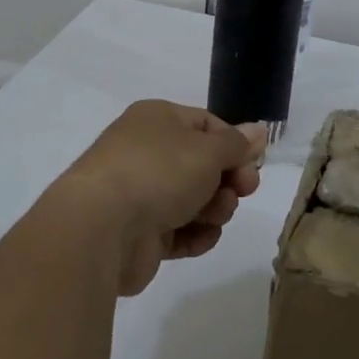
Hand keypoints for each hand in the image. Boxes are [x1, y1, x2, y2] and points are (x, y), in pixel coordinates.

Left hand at [51, 100, 266, 295]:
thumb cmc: (159, 172)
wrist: (100, 229)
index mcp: (157, 120)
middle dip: (227, 180)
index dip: (234, 145)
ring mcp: (140, 194)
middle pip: (202, 164)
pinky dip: (194, 235)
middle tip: (243, 192)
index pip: (206, 125)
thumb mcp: (208, 151)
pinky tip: (202, 238)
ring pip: (192, 199)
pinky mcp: (138, 234)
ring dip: (214, 208)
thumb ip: (237, 144)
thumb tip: (258, 130)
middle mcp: (146, 151)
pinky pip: (177, 231)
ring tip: (215, 216)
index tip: (254, 165)